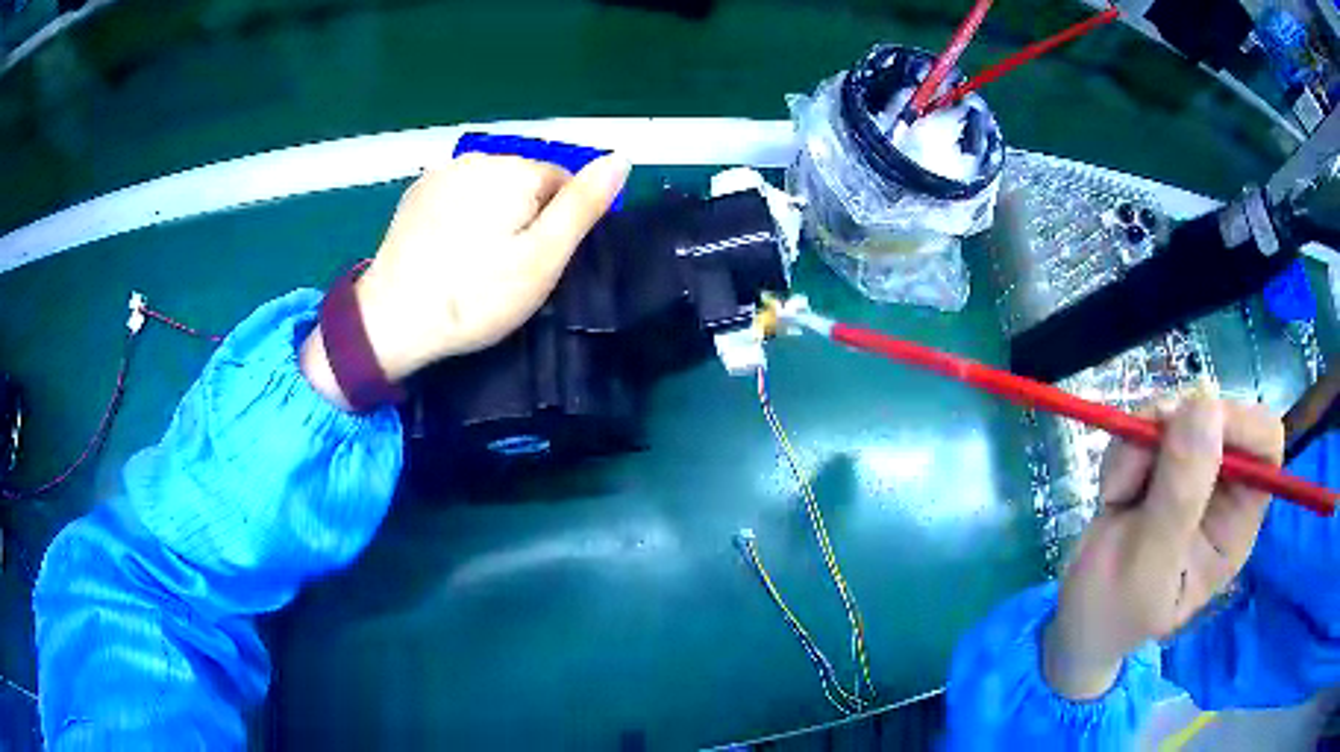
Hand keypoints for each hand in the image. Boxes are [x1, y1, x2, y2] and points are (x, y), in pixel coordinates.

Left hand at [301, 153, 629, 405]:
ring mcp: (441, 173)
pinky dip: (463, 216)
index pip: (563, 181)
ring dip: (495, 215)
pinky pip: (459, 195)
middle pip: (525, 181)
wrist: (392, 320)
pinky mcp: (416, 193)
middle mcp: (478, 157)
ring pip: (491, 188)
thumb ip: (583, 205)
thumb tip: (620, 157)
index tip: (538, 264)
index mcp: (514, 170)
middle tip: (508, 269)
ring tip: (477, 263)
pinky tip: (450, 251)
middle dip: (526, 216)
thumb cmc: (476, 295)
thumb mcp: (543, 257)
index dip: (558, 224)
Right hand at [1043, 397, 1283, 698]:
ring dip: (1139, 442)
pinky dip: (1125, 448)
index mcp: (1236, 523)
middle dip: (1173, 429)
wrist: (1077, 622)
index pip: (1264, 445)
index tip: (1191, 423)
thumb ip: (1180, 494)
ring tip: (1115, 495)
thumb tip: (1205, 404)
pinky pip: (1149, 424)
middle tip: (1135, 459)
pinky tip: (1113, 493)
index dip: (1238, 423)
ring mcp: (1193, 474)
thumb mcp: (1147, 563)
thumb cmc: (1113, 610)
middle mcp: (1224, 491)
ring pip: (1179, 412)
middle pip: (1220, 416)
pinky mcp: (1163, 463)